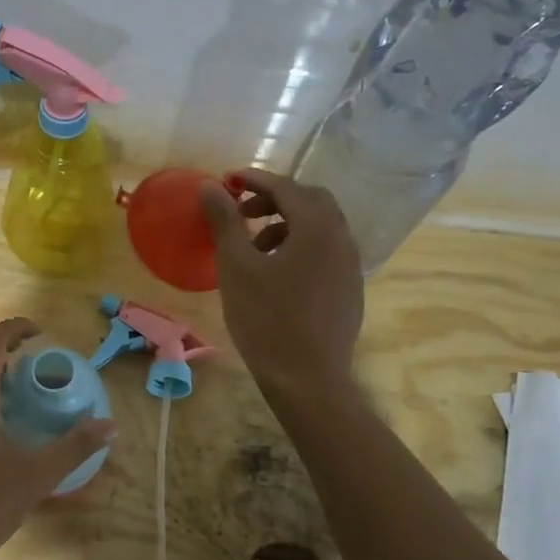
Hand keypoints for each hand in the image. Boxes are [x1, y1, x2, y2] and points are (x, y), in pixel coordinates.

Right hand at [200, 170, 364, 394]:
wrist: (307, 380)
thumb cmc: (267, 319)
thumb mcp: (237, 267)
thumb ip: (225, 221)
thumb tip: (210, 186)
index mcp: (318, 227)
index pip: (286, 187)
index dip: (254, 179)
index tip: (226, 180)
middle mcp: (342, 239)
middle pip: (310, 201)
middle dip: (274, 199)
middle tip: (241, 212)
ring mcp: (350, 266)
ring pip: (319, 228)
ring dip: (286, 224)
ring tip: (253, 247)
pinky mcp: (349, 290)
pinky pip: (325, 252)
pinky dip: (300, 247)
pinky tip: (275, 274)